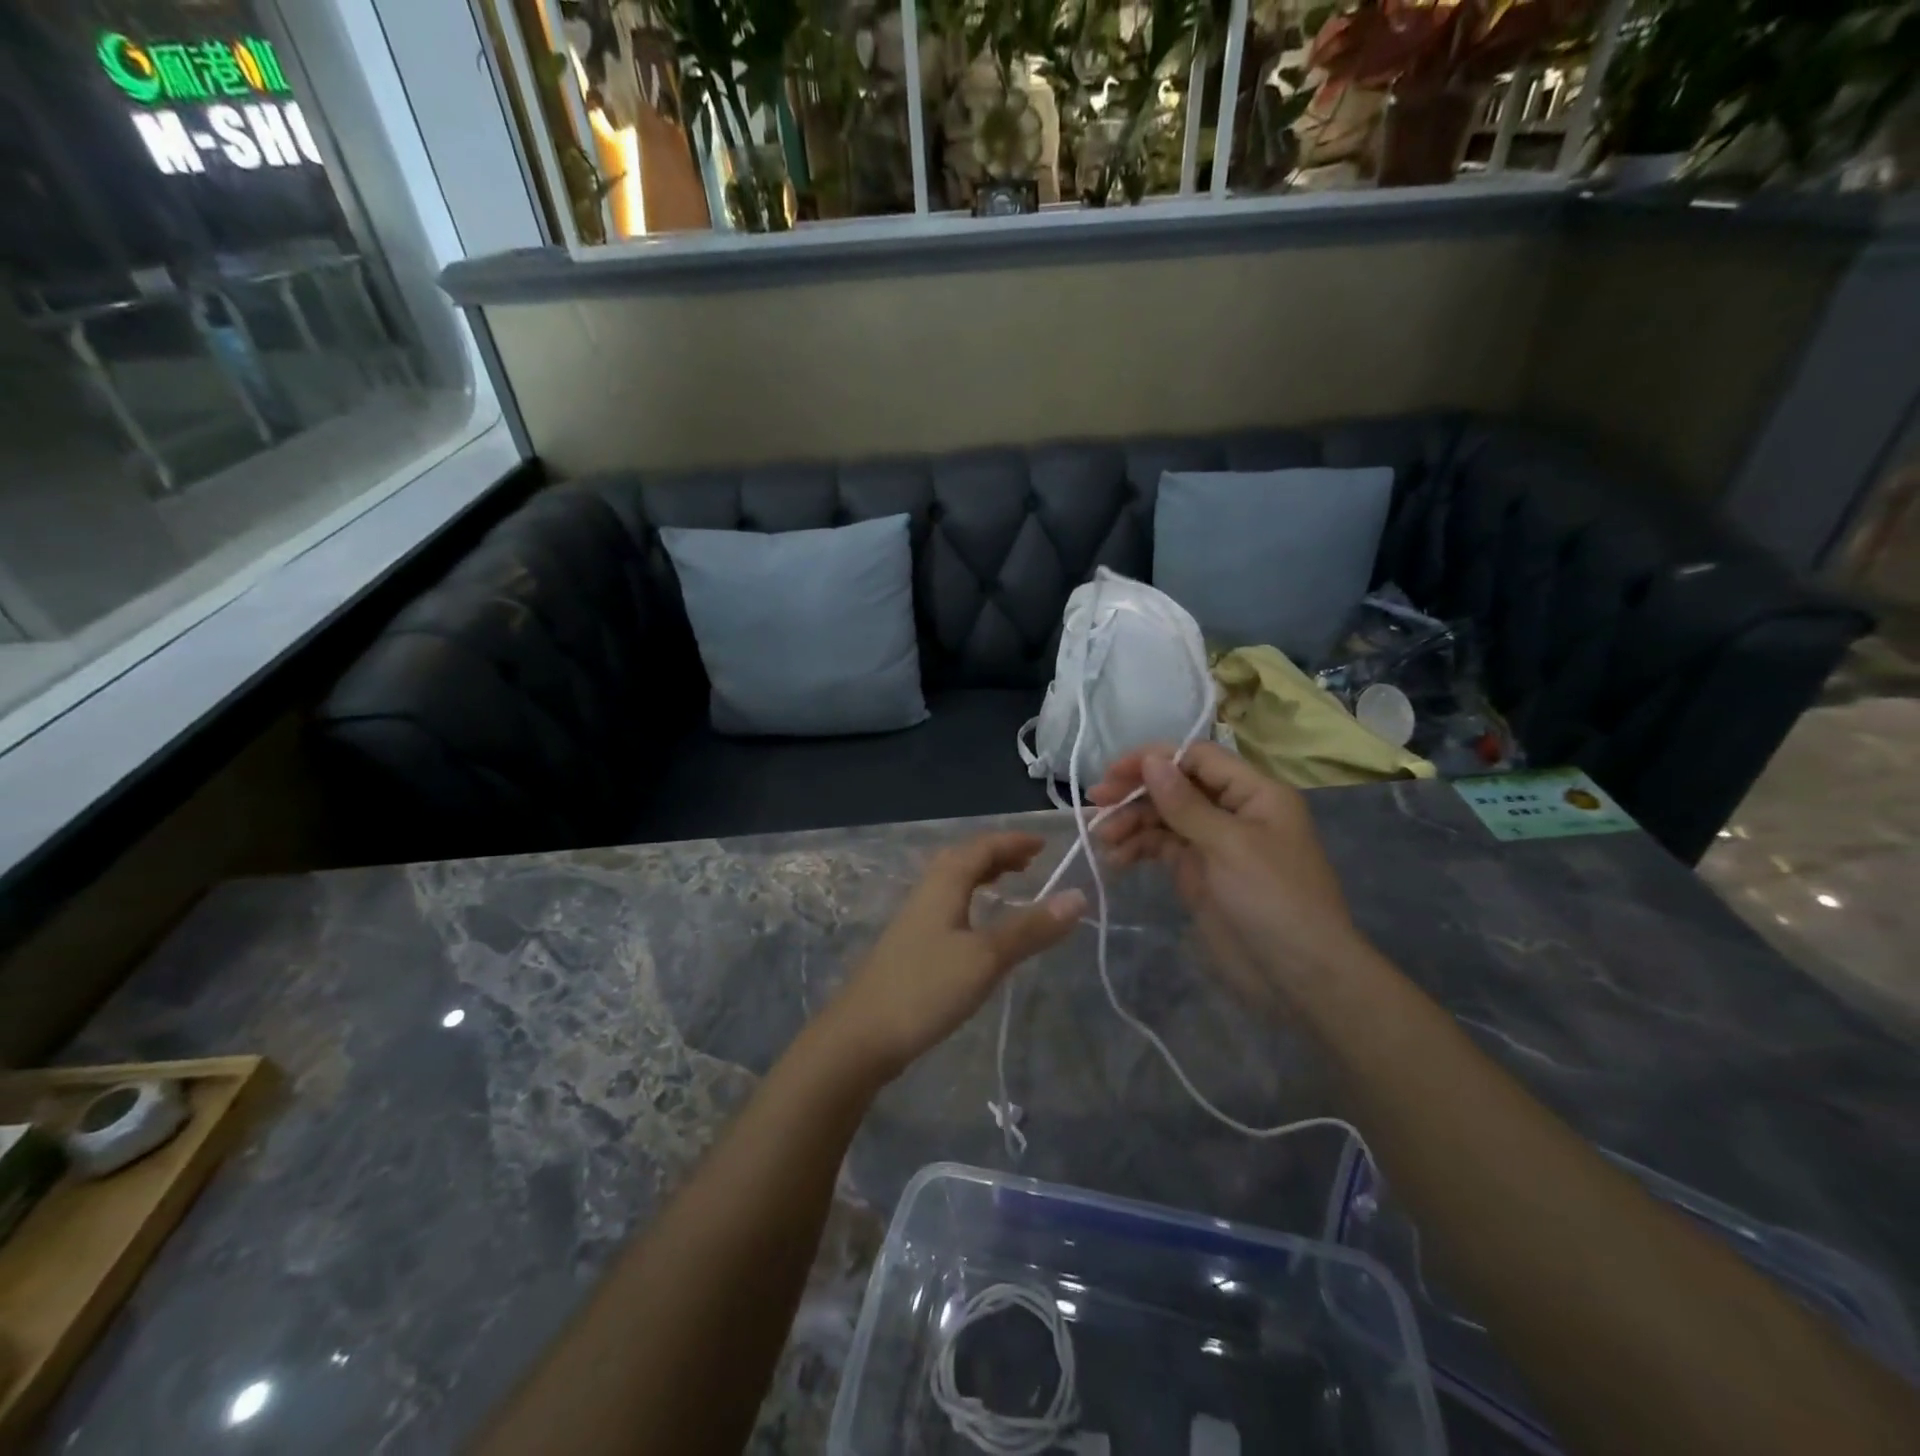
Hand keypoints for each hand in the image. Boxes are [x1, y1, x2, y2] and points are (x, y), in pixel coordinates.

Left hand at [822, 833, 1086, 1081]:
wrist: (861, 1035)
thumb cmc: (926, 988)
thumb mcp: (986, 958)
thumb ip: (1031, 928)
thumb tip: (1079, 896)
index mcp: (943, 884)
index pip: (981, 847)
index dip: (1013, 842)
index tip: (1045, 844)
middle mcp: (926, 893)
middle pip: (963, 859)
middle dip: (998, 855)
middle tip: (1030, 863)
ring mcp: (914, 920)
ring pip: (952, 883)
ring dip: (982, 876)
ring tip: (1009, 886)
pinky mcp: (910, 946)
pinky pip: (946, 905)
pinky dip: (970, 901)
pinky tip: (977, 929)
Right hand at [1088, 742, 1365, 1006]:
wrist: (1299, 976)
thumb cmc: (1274, 899)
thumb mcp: (1229, 845)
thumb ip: (1185, 803)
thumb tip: (1152, 759)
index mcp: (1254, 793)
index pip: (1197, 758)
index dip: (1154, 759)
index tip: (1113, 774)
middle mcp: (1233, 811)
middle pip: (1176, 786)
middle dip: (1135, 793)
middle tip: (1094, 804)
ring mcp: (1214, 843)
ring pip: (1164, 818)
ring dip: (1131, 823)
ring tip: (1102, 840)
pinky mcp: (1198, 873)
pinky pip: (1162, 848)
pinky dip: (1138, 849)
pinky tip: (1115, 859)